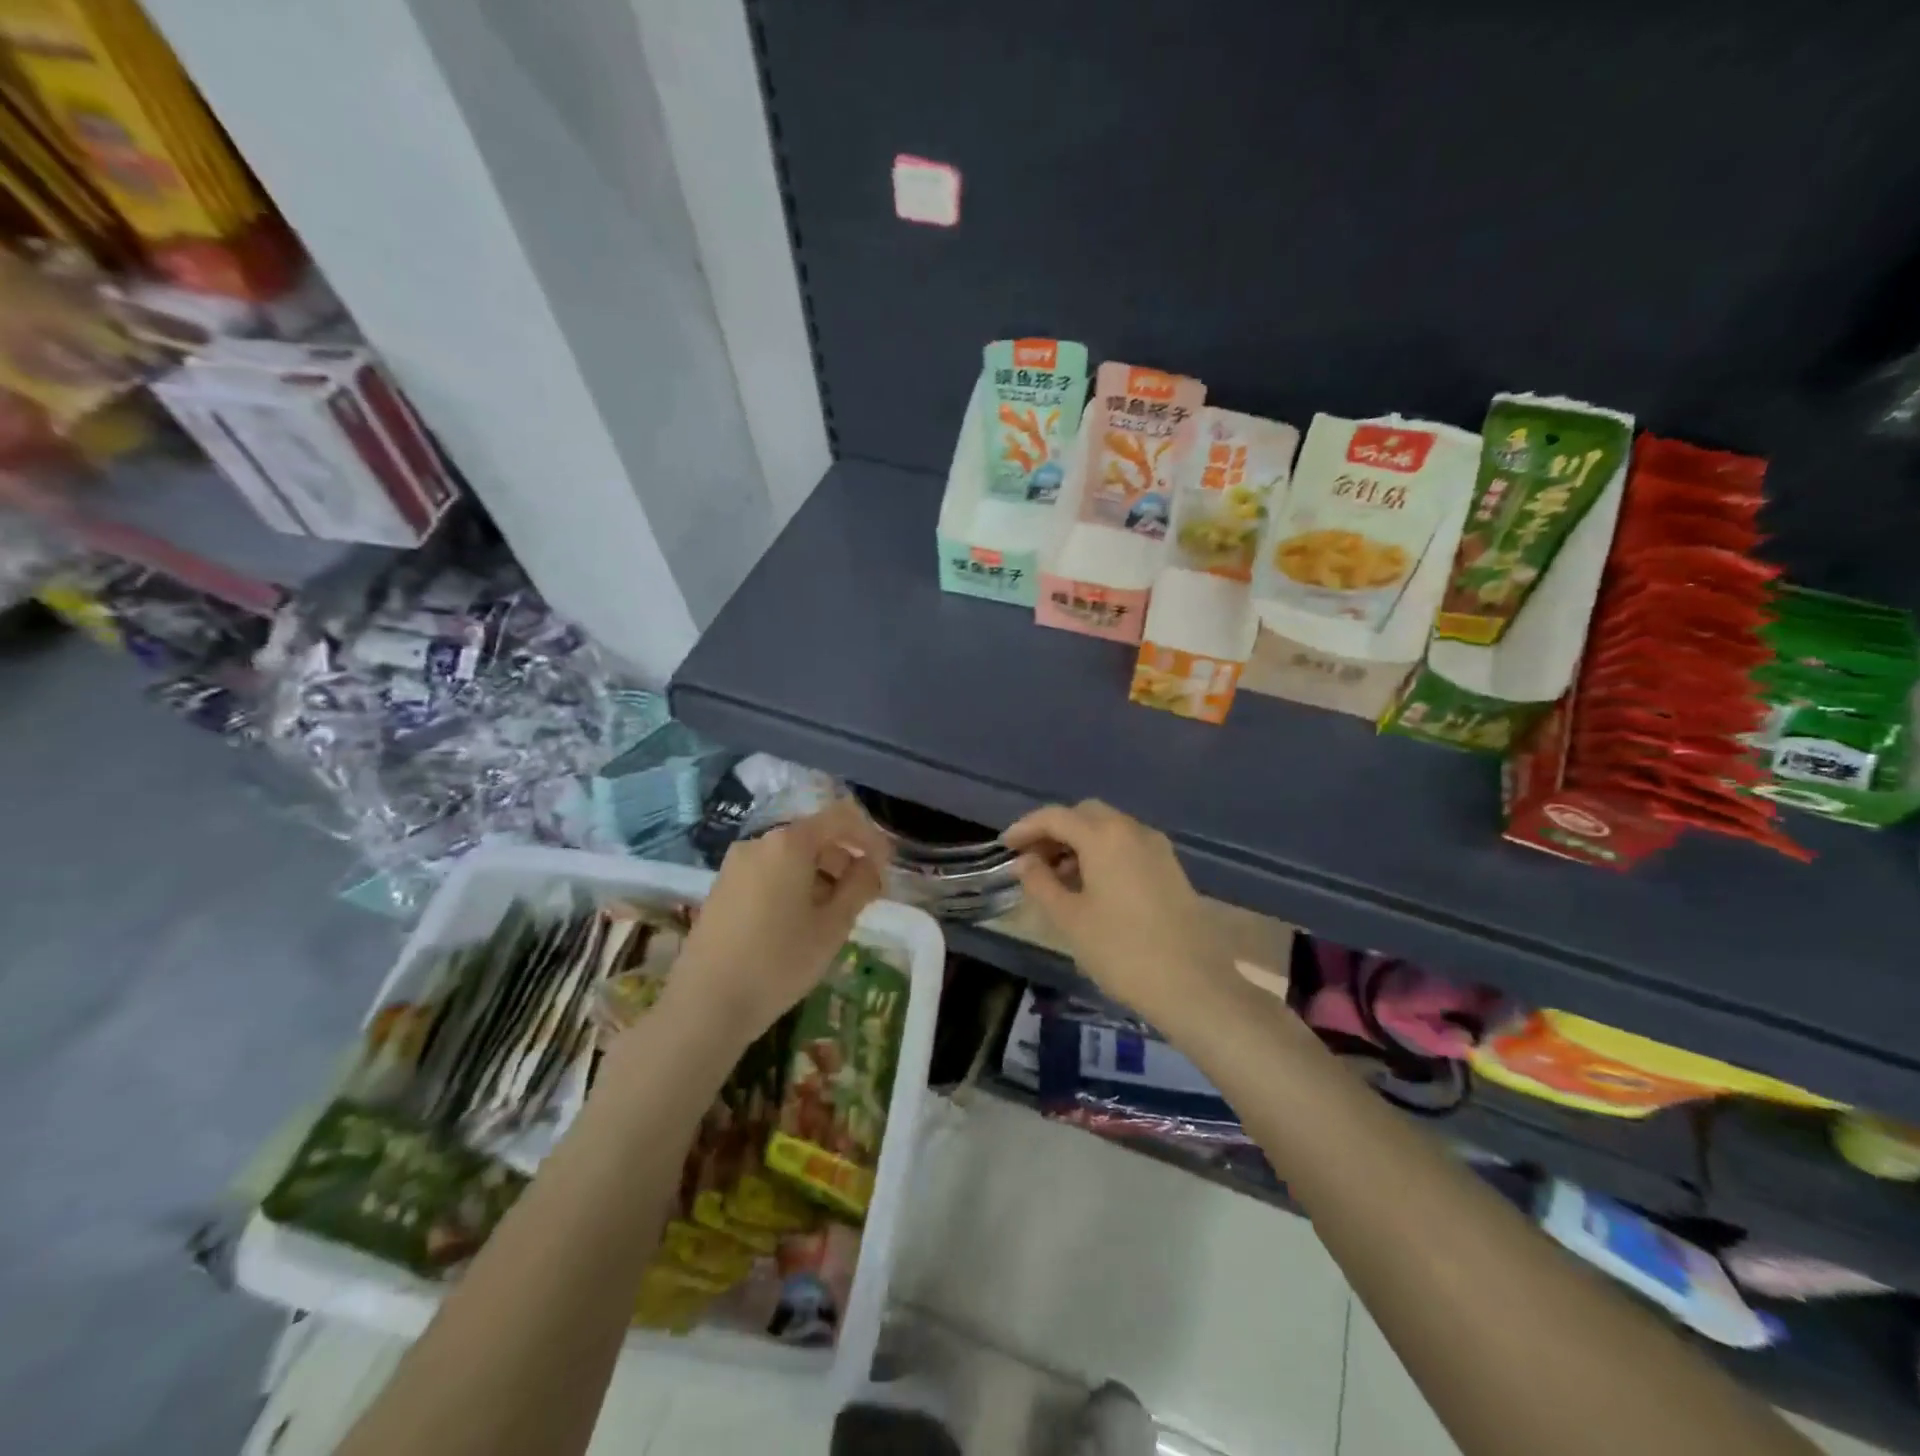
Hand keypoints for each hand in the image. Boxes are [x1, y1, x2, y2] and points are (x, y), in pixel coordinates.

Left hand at [666, 799, 891, 1041]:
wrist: (705, 1005)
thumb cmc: (779, 962)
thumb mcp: (833, 926)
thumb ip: (859, 886)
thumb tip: (870, 866)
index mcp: (789, 843)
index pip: (841, 817)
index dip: (870, 837)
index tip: (886, 867)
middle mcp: (759, 842)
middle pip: (814, 835)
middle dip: (845, 858)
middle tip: (864, 896)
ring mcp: (736, 864)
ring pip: (791, 856)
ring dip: (821, 874)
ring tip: (834, 914)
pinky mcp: (722, 887)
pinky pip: (769, 872)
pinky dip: (794, 884)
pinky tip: (800, 921)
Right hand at [1004, 800, 1234, 1030]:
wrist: (1193, 985)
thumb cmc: (1121, 951)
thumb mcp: (1070, 919)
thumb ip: (1041, 883)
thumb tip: (1026, 861)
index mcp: (1104, 836)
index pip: (1055, 817)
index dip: (1025, 828)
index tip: (1005, 846)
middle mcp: (1132, 830)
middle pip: (1085, 814)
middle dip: (1054, 830)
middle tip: (1031, 859)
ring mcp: (1156, 847)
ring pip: (1108, 829)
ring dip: (1079, 842)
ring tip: (1056, 877)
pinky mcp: (1170, 867)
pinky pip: (1127, 845)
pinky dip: (1102, 853)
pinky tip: (1090, 886)